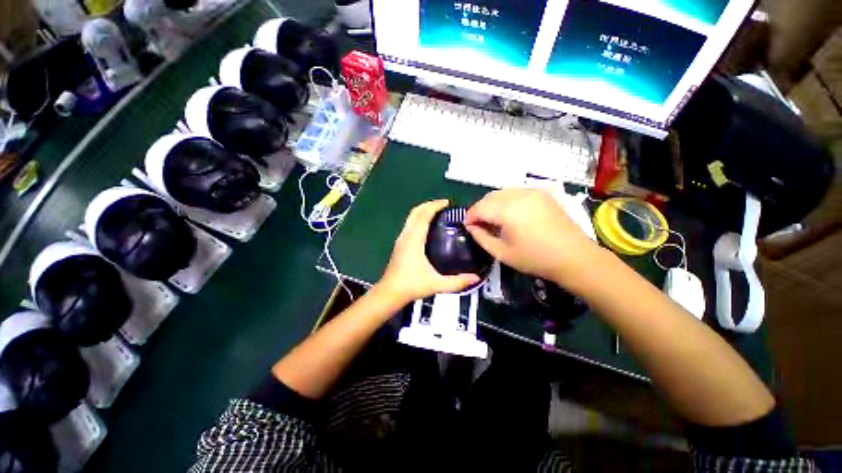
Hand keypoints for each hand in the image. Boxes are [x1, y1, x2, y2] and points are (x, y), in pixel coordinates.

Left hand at [378, 200, 480, 303]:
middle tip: (444, 206)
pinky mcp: (400, 244)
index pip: (423, 215)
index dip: (435, 206)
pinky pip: (410, 225)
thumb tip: (475, 278)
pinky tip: (427, 227)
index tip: (447, 203)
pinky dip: (419, 219)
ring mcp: (401, 239)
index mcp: (414, 240)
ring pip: (411, 218)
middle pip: (415, 212)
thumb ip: (457, 282)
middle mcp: (406, 236)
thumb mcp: (436, 284)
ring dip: (423, 211)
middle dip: (429, 205)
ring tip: (438, 214)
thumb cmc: (411, 285)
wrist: (390, 293)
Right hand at [465, 189, 600, 284]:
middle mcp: (519, 194)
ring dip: (493, 204)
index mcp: (508, 210)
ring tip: (494, 220)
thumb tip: (471, 226)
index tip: (468, 227)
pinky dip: (507, 200)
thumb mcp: (501, 252)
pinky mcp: (542, 193)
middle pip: (489, 197)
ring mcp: (533, 191)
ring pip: (502, 192)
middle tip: (480, 225)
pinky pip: (516, 191)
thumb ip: (481, 237)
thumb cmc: (535, 258)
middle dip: (480, 209)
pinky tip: (510, 214)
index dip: (470, 216)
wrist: (574, 257)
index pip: (479, 207)